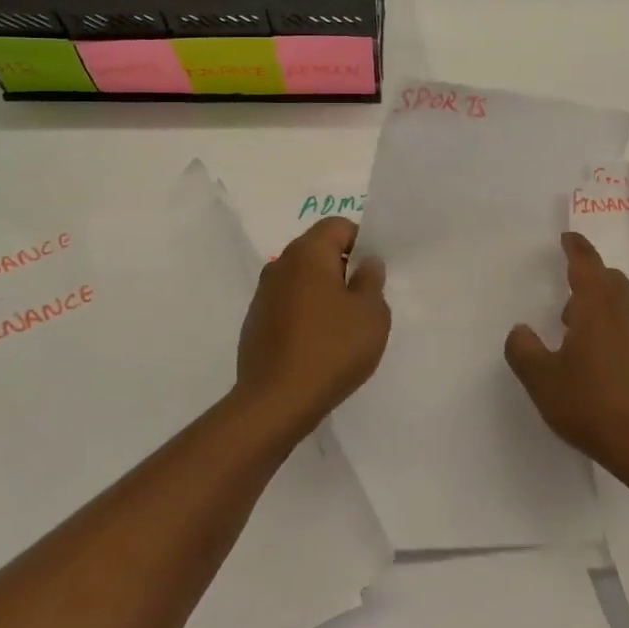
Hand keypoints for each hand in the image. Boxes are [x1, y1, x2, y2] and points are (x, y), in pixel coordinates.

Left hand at [236, 217, 389, 432]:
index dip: (361, 242)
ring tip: (342, 327)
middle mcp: (280, 264)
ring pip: (301, 279)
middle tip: (364, 301)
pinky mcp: (254, 322)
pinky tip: (317, 345)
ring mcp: (263, 294)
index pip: (338, 225)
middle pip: (317, 250)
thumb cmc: (331, 349)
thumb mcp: (371, 314)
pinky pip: (288, 304)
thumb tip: (366, 263)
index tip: (373, 274)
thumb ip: (372, 280)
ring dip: (322, 292)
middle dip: (342, 268)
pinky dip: (304, 314)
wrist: (275, 402)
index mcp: (308, 253)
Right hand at [505, 232, 628, 483]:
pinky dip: (620, 337)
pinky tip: (608, 371)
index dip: (576, 248)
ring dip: (604, 312)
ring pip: (626, 308)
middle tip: (568, 306)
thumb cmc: (591, 405)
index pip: (587, 264)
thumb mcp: (542, 381)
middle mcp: (628, 314)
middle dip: (590, 282)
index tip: (569, 238)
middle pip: (612, 282)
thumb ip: (523, 350)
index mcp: (598, 307)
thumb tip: (520, 331)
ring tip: (582, 344)